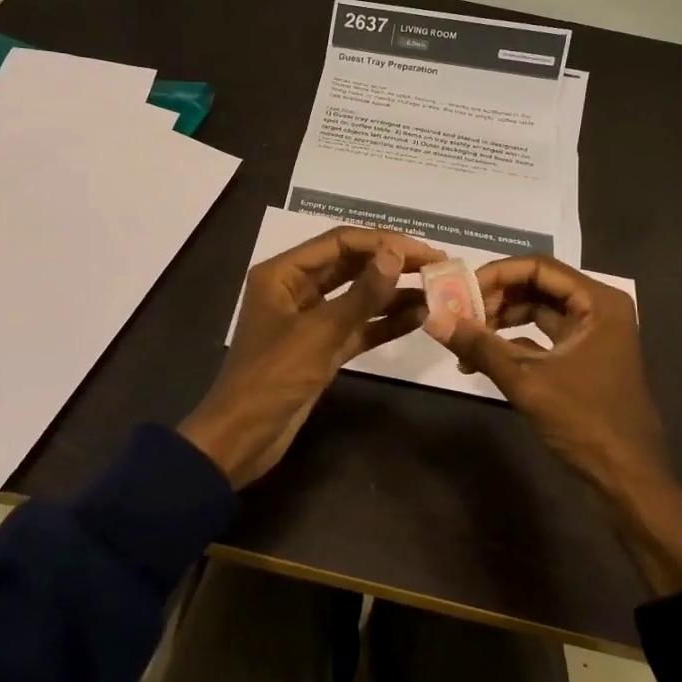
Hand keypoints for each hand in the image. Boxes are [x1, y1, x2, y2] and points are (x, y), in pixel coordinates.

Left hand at [180, 227, 444, 487]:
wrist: (243, 438)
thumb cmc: (273, 376)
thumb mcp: (320, 332)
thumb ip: (362, 294)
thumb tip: (396, 254)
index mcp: (283, 273)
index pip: (339, 243)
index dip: (383, 242)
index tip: (424, 250)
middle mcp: (295, 289)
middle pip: (350, 266)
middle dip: (392, 264)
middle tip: (438, 266)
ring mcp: (310, 320)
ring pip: (357, 297)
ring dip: (393, 293)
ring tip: (437, 290)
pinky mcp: (322, 349)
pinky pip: (358, 327)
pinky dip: (385, 322)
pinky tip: (419, 317)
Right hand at [424, 255, 681, 595]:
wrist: (629, 481)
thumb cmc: (586, 422)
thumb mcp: (527, 381)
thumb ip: (479, 346)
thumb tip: (433, 318)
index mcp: (598, 302)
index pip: (538, 267)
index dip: (495, 275)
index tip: (459, 292)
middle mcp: (598, 309)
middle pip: (536, 286)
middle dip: (494, 300)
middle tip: (459, 317)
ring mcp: (592, 335)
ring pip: (537, 312)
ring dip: (499, 323)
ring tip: (465, 341)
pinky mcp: (583, 359)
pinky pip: (541, 338)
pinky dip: (512, 344)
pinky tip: (481, 362)